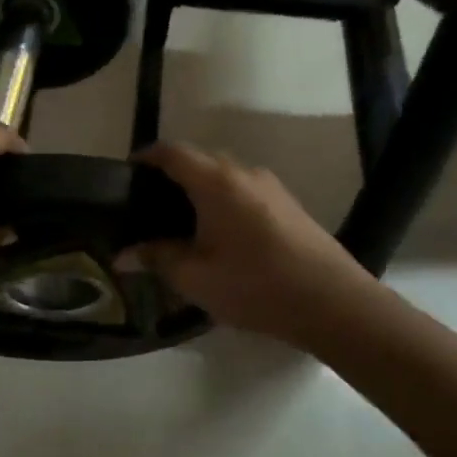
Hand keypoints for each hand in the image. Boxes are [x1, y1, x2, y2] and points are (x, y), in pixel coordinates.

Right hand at [133, 143, 375, 345]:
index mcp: (216, 182)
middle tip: (146, 207)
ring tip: (179, 224)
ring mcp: (271, 187)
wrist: (333, 303)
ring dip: (198, 191)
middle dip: (170, 177)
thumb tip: (123, 255)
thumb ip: (156, 258)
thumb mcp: (195, 277)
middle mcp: (244, 173)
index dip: (145, 158)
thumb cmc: (255, 286)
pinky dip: (222, 202)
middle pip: (199, 161)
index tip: (125, 175)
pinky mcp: (288, 205)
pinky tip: (217, 236)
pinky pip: (243, 192)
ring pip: (223, 177)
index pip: (172, 152)